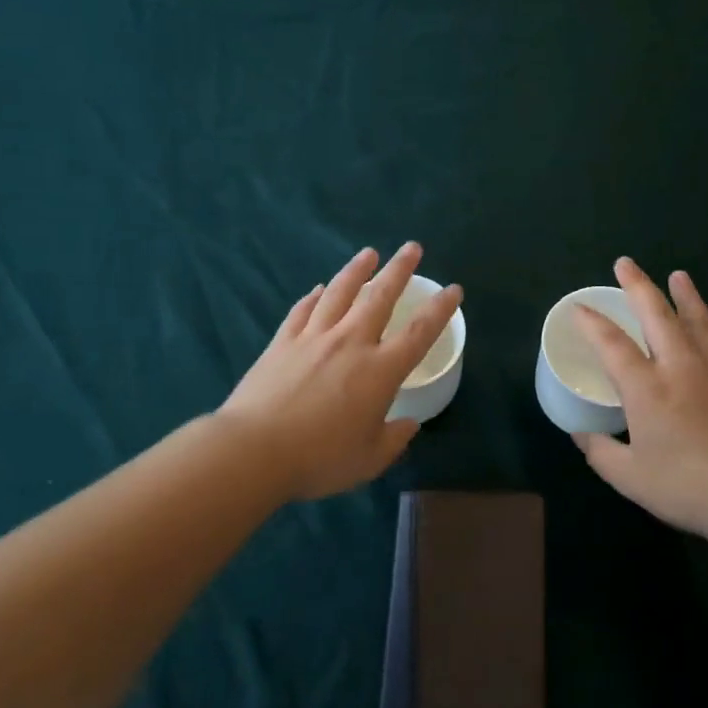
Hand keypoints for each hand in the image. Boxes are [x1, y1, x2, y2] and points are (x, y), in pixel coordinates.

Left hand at [220, 243, 462, 501]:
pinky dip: (315, 296)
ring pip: (340, 292)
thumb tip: (408, 424)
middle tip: (411, 248)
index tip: (453, 289)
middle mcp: (350, 343)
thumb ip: (393, 440)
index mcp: (380, 371)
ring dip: (357, 270)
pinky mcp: (282, 342)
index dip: (440, 308)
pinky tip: (320, 288)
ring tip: (369, 253)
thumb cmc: (319, 458)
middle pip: (380, 296)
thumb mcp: (368, 460)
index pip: (420, 332)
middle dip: (400, 269)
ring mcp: (313, 337)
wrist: (254, 450)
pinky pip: (303, 310)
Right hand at [572, 257, 707, 541]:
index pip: (612, 344)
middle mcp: (679, 366)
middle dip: (637, 285)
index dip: (592, 322)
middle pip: (656, 313)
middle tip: (624, 264)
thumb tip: (582, 434)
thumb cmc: (688, 487)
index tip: (579, 307)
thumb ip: (600, 452)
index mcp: (646, 388)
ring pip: (696, 318)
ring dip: (683, 294)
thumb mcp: (630, 477)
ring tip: (677, 275)